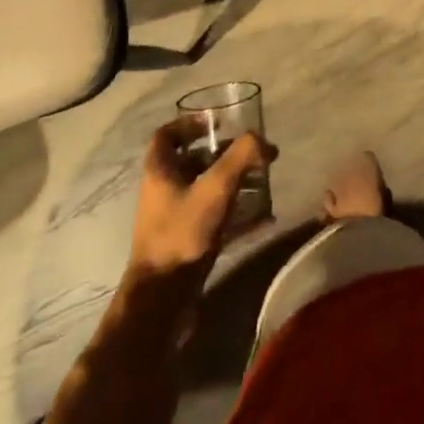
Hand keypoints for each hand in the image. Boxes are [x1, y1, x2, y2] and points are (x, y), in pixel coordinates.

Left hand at [127, 121, 271, 289]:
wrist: (161, 301)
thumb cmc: (182, 234)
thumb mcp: (215, 188)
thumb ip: (240, 157)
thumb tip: (261, 139)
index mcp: (159, 171)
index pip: (167, 135)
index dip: (190, 123)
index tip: (217, 122)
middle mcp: (162, 191)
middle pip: (191, 161)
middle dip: (223, 154)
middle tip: (250, 153)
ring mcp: (173, 219)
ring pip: (204, 189)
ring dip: (232, 182)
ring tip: (262, 181)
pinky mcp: (185, 242)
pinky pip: (213, 217)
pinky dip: (236, 213)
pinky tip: (264, 218)